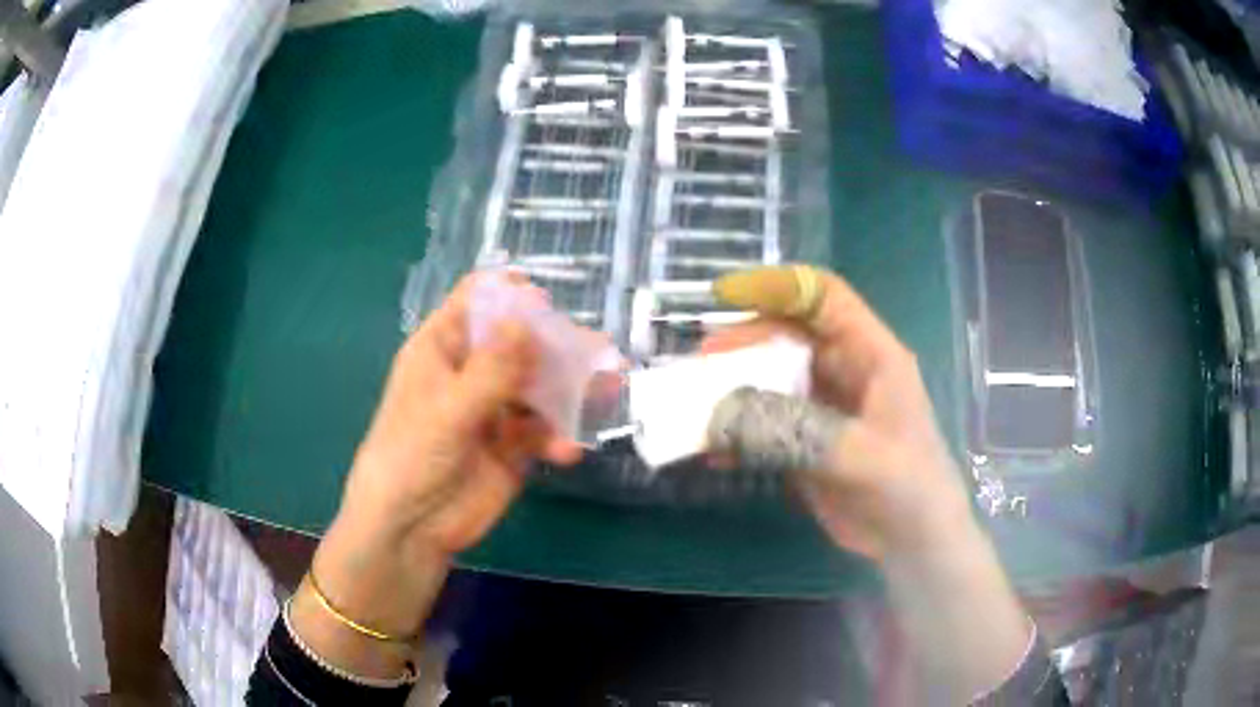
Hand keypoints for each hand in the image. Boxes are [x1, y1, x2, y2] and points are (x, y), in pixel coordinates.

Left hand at [291, 274, 579, 677]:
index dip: (508, 294)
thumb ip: (491, 369)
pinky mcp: (512, 447)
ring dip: (571, 388)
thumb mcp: (448, 410)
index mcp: (442, 349)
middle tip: (596, 348)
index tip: (544, 301)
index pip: (475, 303)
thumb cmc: (411, 456)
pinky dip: (559, 437)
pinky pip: (544, 431)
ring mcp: (494, 410)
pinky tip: (568, 452)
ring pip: (539, 386)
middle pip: (518, 341)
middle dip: (556, 343)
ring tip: (609, 387)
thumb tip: (526, 318)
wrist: (411, 528)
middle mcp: (471, 372)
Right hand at [710, 266, 1030, 700]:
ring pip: (772, 379)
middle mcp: (846, 370)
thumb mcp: (862, 455)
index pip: (824, 297)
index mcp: (872, 355)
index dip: (778, 286)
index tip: (727, 294)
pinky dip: (740, 434)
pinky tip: (715, 452)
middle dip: (744, 343)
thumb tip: (726, 413)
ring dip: (735, 388)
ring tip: (698, 403)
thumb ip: (799, 431)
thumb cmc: (909, 487)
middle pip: (789, 335)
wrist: (914, 542)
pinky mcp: (808, 441)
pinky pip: (767, 425)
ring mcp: (825, 406)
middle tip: (702, 363)